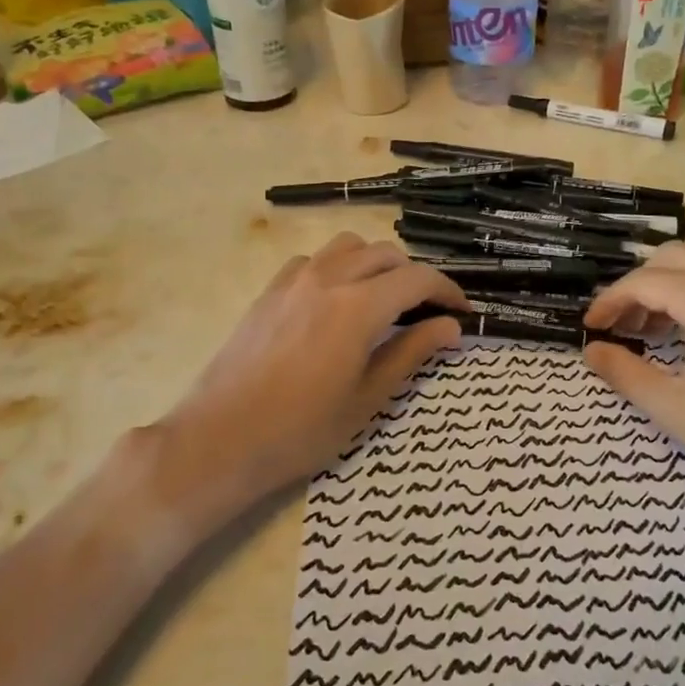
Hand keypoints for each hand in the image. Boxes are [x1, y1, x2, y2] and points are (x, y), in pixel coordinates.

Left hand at [140, 236, 465, 525]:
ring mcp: (294, 281)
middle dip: (415, 277)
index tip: (463, 312)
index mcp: (358, 307)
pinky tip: (336, 302)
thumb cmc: (302, 430)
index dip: (448, 291)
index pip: (418, 279)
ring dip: (375, 264)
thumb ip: (411, 353)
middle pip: (386, 255)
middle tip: (426, 313)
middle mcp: (328, 279)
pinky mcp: (269, 291)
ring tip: (382, 300)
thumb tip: (450, 327)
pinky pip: (313, 260)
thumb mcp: (368, 398)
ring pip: (348, 247)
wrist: (221, 438)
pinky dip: (337, 269)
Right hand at [582, 241, 684, 500]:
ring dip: (671, 279)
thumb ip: (625, 374)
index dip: (610, 301)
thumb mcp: (673, 408)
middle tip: (622, 323)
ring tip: (654, 323)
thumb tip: (591, 351)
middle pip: (674, 256)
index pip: (644, 282)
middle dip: (639, 283)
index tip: (590, 328)